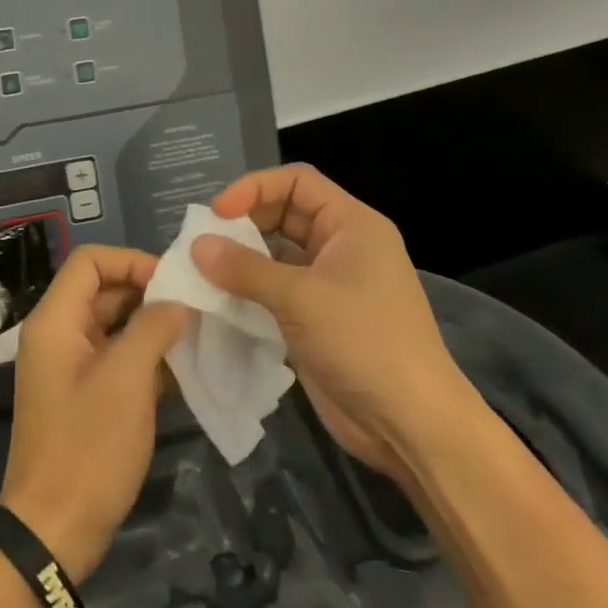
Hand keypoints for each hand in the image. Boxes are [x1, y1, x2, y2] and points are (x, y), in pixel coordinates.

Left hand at [0, 244, 187, 581]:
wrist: (54, 532)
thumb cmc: (87, 449)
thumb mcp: (126, 380)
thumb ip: (152, 328)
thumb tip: (177, 301)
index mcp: (56, 321)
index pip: (90, 261)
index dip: (132, 261)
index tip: (173, 284)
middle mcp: (59, 334)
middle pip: (104, 290)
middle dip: (149, 294)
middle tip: (195, 310)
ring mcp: (71, 366)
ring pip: (114, 325)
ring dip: (153, 327)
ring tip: (197, 337)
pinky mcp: (84, 395)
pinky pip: (116, 358)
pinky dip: (146, 357)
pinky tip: (183, 370)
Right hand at [192, 165, 474, 475]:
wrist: (410, 425)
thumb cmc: (364, 342)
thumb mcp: (300, 298)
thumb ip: (244, 268)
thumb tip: (196, 245)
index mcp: (352, 225)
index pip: (297, 182)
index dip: (255, 188)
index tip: (217, 212)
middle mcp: (342, 247)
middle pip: (284, 215)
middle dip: (243, 224)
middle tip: (203, 244)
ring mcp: (331, 286)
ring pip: (277, 256)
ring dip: (241, 262)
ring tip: (202, 273)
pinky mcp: (318, 320)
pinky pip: (276, 292)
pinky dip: (249, 293)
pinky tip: (219, 304)